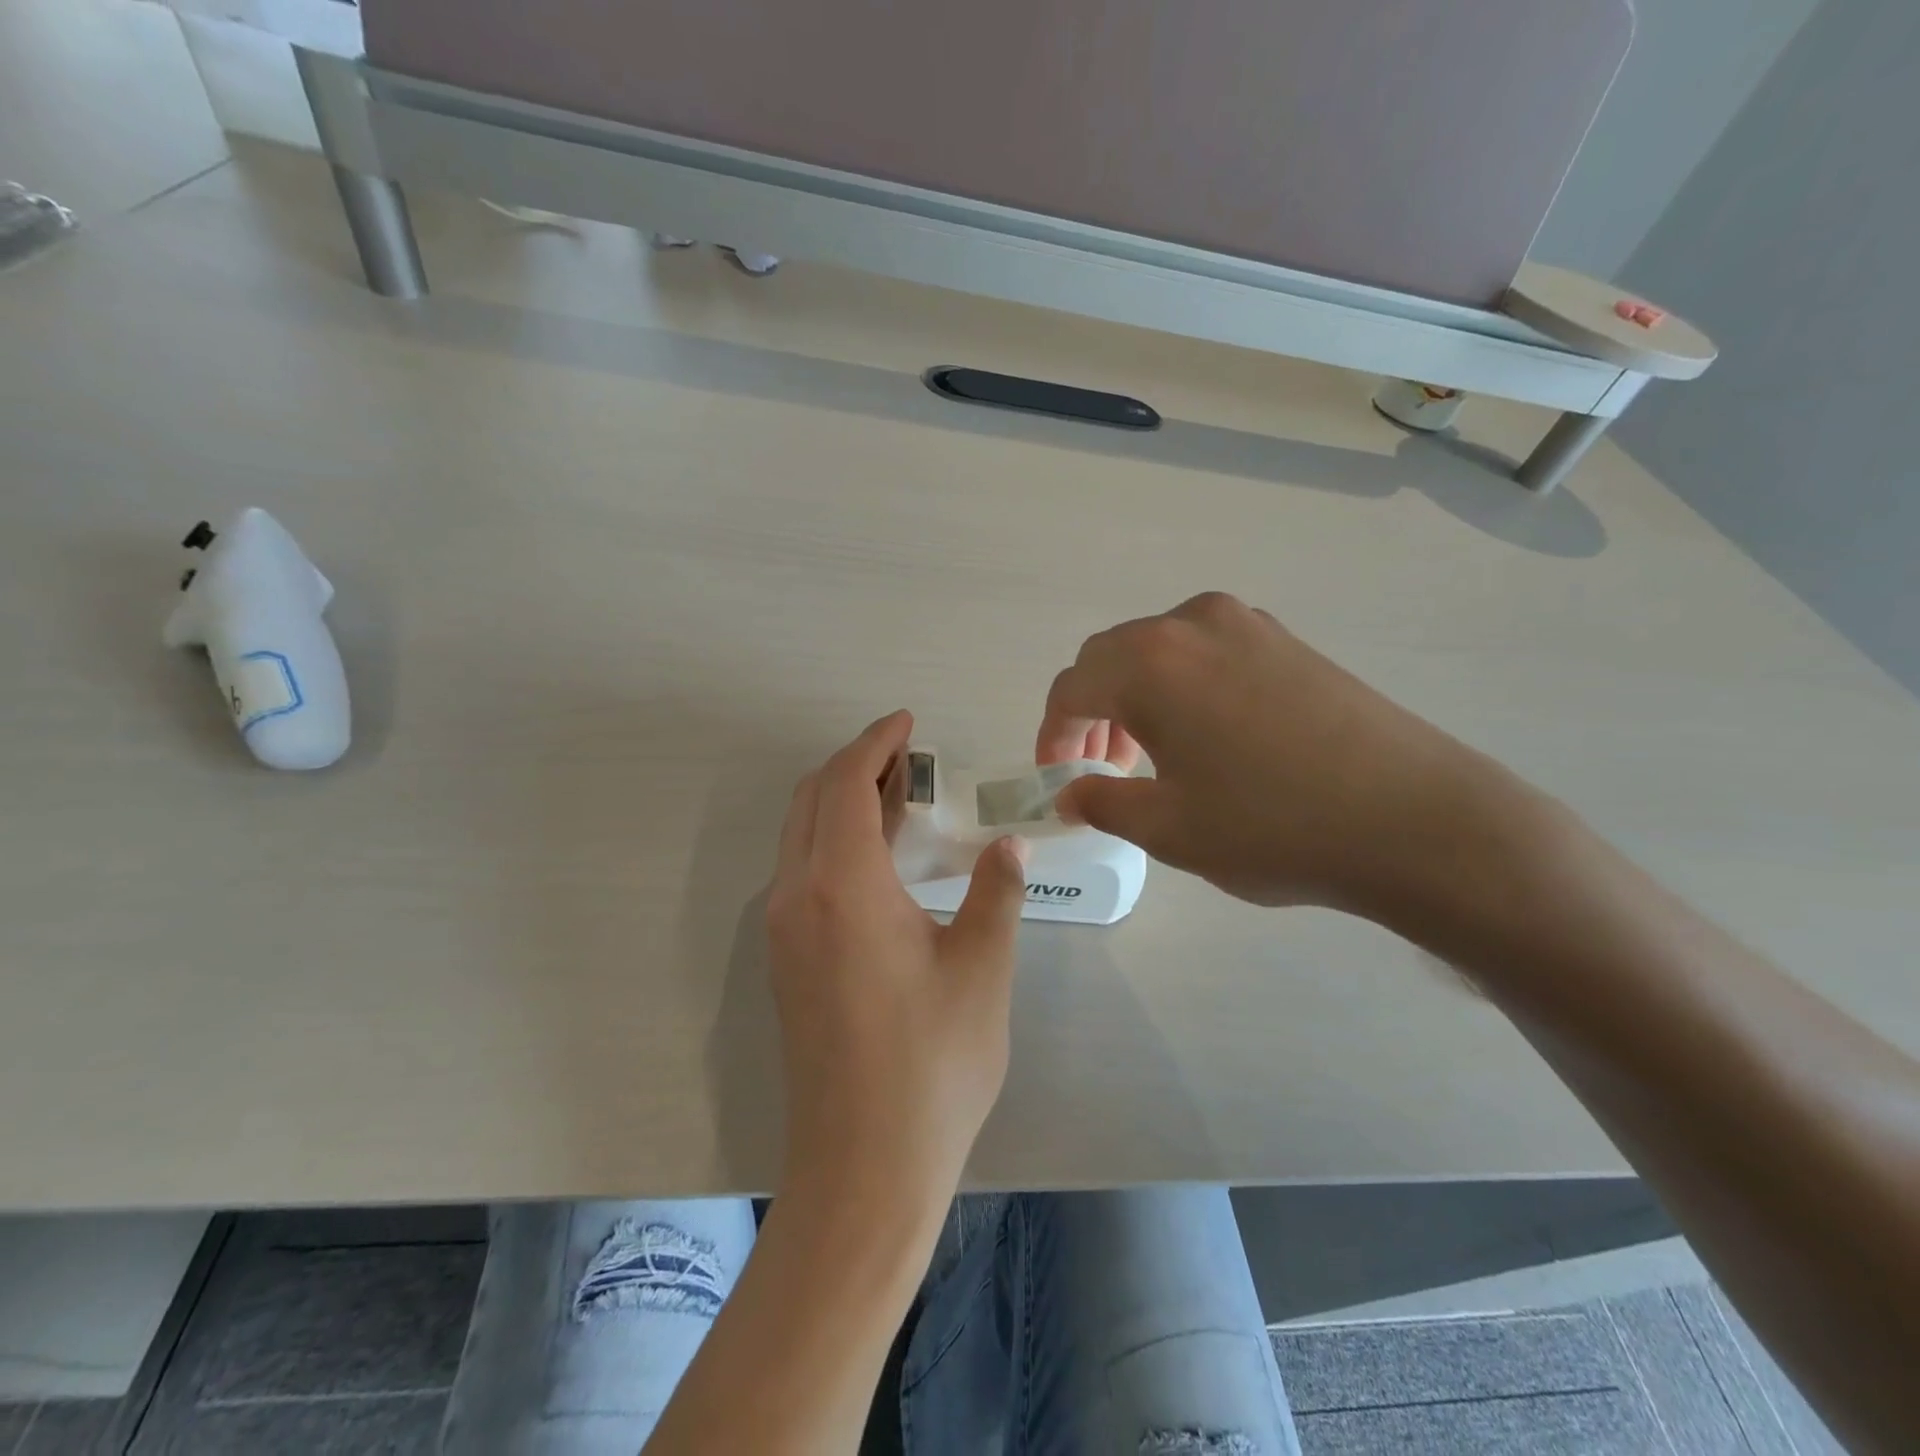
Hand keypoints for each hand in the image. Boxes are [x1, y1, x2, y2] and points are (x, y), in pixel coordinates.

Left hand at [767, 710, 1027, 1219]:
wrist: (863, 1168)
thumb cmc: (932, 1064)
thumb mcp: (981, 970)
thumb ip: (995, 895)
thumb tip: (1007, 848)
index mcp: (842, 887)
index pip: (845, 784)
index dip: (876, 743)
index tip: (909, 724)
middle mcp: (796, 897)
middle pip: (812, 799)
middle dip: (857, 764)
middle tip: (910, 758)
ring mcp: (782, 932)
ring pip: (802, 835)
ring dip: (843, 802)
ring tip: (900, 798)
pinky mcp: (785, 962)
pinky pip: (803, 872)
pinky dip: (834, 841)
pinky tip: (880, 860)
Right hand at [1036, 592, 1510, 918]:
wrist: (1416, 821)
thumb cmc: (1272, 827)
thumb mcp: (1168, 829)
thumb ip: (1102, 803)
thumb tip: (1071, 793)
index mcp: (1149, 662)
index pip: (1071, 687)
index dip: (1052, 735)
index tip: (1057, 776)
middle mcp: (1191, 624)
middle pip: (1110, 659)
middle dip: (1091, 713)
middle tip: (1102, 769)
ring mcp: (1247, 625)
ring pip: (1158, 652)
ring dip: (1135, 698)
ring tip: (1151, 756)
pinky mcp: (1287, 640)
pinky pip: (1206, 653)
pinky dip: (1181, 687)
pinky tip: (1205, 736)